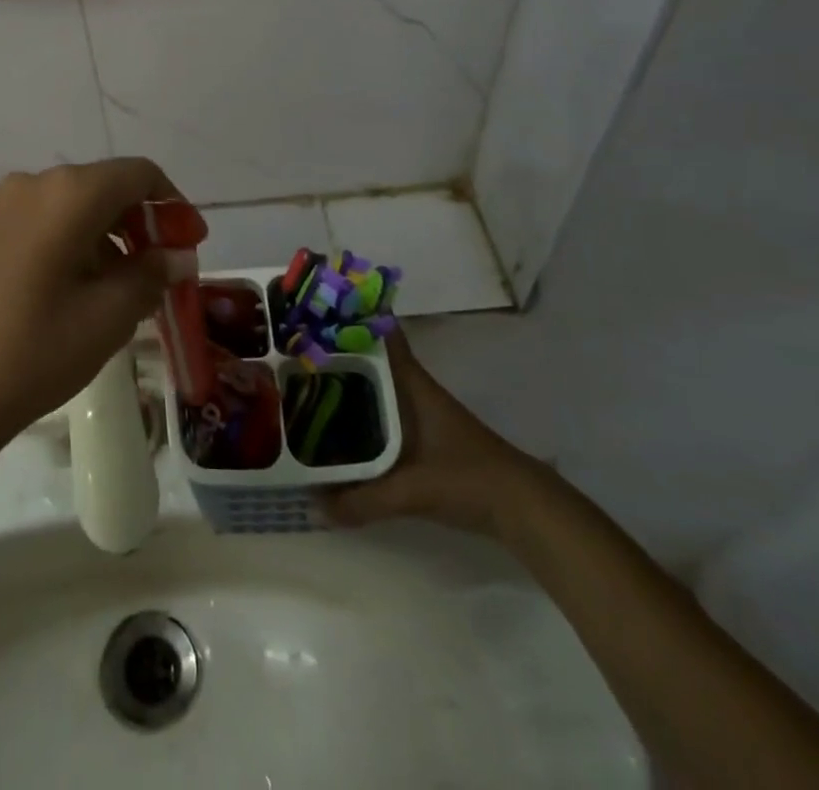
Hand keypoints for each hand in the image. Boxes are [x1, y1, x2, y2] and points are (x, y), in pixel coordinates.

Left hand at [0, 160, 196, 450]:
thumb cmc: (34, 352)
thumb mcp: (108, 317)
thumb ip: (151, 275)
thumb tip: (176, 256)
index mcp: (67, 193)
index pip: (138, 174)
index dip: (173, 204)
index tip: (189, 243)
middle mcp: (31, 183)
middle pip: (103, 187)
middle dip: (140, 222)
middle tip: (160, 269)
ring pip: (70, 205)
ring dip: (105, 234)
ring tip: (119, 287)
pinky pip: (38, 221)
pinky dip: (70, 241)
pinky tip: (73, 287)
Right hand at [320, 328, 536, 536]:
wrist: (523, 508)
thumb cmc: (468, 479)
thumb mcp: (412, 491)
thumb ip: (363, 499)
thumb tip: (314, 506)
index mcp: (412, 384)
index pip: (383, 336)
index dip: (354, 318)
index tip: (318, 311)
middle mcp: (414, 390)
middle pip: (371, 360)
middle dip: (338, 354)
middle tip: (296, 351)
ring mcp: (421, 412)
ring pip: (376, 386)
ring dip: (349, 384)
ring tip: (307, 385)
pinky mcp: (425, 437)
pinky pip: (383, 412)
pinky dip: (362, 412)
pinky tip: (340, 427)